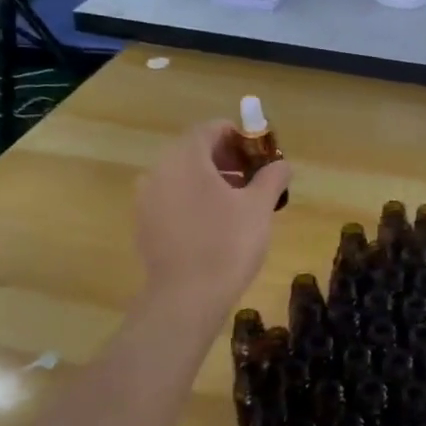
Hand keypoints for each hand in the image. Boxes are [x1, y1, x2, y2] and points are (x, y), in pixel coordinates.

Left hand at [135, 121, 290, 319]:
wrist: (186, 297)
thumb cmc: (227, 244)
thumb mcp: (259, 207)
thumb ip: (272, 177)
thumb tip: (282, 164)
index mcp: (186, 157)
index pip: (211, 129)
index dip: (239, 136)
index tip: (260, 155)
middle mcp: (159, 170)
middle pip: (194, 151)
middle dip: (226, 159)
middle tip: (253, 179)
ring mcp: (147, 198)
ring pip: (182, 176)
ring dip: (210, 180)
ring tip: (238, 203)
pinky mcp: (144, 224)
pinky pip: (171, 199)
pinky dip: (193, 200)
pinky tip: (214, 225)